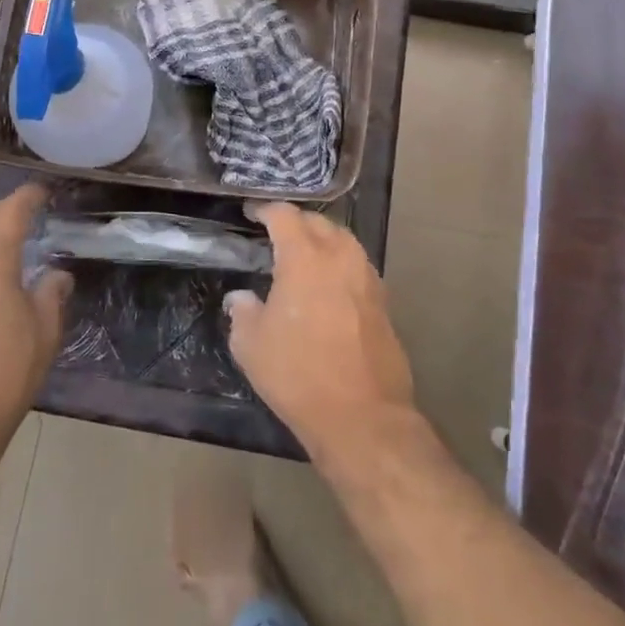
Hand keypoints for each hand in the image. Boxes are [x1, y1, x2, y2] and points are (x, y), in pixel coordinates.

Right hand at [223, 203, 414, 458]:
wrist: (362, 415)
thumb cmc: (298, 374)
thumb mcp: (251, 345)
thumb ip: (242, 312)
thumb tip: (240, 298)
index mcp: (305, 257)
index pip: (285, 216)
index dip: (266, 210)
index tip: (252, 213)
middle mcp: (340, 257)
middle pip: (319, 223)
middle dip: (296, 222)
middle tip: (276, 234)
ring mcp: (367, 278)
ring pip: (343, 241)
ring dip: (322, 240)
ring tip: (303, 256)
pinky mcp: (383, 302)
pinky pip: (357, 267)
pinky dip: (340, 264)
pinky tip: (328, 285)